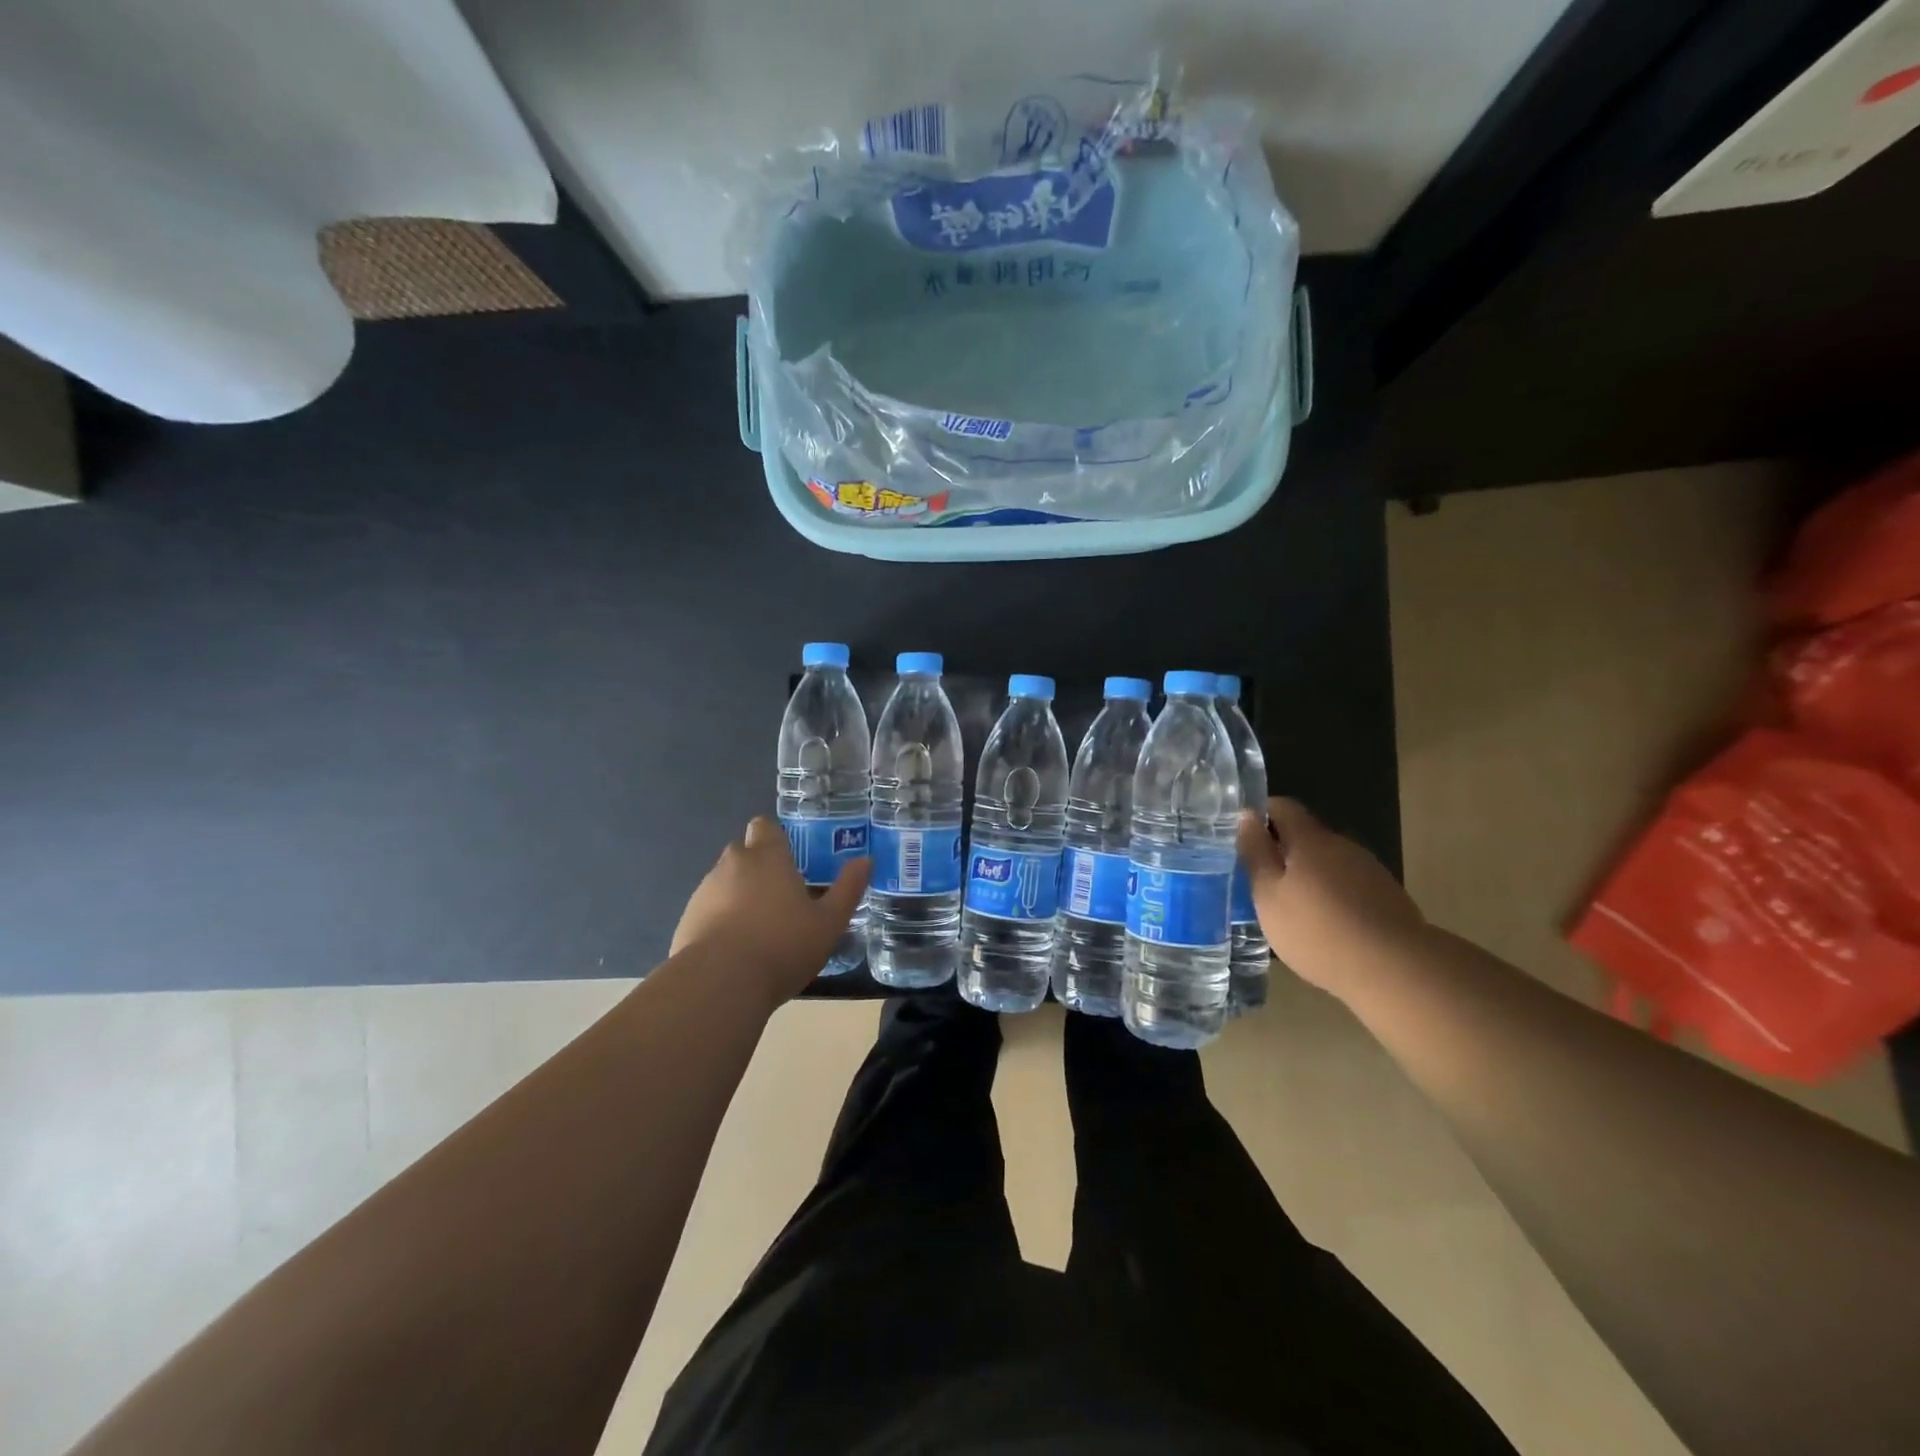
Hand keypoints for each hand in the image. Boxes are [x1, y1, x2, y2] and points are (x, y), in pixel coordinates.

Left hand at [672, 817, 870, 1009]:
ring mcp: (704, 892)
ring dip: (738, 895)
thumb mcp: (829, 922)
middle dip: (759, 867)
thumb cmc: (782, 945)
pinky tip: (735, 950)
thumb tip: (865, 860)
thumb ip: (848, 889)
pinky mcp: (686, 920)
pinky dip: (720, 921)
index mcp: (767, 857)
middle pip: (744, 852)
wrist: (719, 984)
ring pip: (724, 882)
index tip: (791, 859)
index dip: (776, 838)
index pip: (765, 826)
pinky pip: (708, 910)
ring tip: (759, 929)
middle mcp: (732, 865)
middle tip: (782, 896)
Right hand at [1235, 797, 1427, 995]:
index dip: (1261, 816)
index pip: (1282, 807)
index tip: (1245, 840)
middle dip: (1284, 852)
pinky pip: (1349, 884)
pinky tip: (1328, 927)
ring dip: (1309, 876)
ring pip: (1329, 862)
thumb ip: (1256, 853)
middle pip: (1306, 836)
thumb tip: (1246, 815)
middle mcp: (1342, 845)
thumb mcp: (1269, 894)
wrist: (1395, 969)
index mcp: (1310, 840)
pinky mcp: (1387, 896)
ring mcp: (1369, 870)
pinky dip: (1333, 896)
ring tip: (1295, 910)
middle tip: (1264, 883)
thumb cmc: (1316, 930)